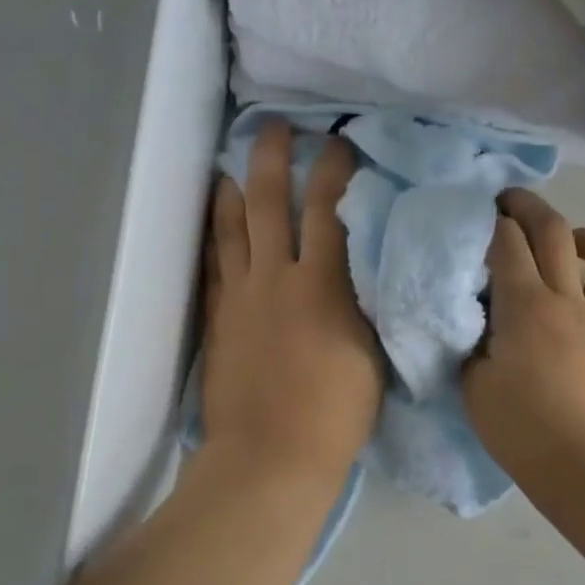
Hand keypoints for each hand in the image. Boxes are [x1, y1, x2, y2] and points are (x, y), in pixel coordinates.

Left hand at [200, 120, 384, 490]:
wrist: (270, 458)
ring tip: (232, 167)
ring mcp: (239, 298)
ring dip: (234, 192)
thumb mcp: (371, 355)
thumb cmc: (335, 414)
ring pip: (233, 229)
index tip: (338, 143)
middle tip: (275, 127)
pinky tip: (215, 224)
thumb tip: (363, 272)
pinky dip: (214, 238)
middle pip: (271, 204)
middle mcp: (275, 279)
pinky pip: (214, 266)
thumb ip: (364, 305)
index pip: (328, 211)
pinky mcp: (218, 320)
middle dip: (274, 158)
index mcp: (322, 286)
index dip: (333, 170)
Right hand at [463, 189, 584, 480]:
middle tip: (509, 202)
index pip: (506, 244)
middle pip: (554, 232)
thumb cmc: (523, 428)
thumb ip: (472, 346)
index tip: (478, 212)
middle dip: (529, 206)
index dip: (491, 221)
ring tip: (566, 239)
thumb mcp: (474, 386)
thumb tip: (476, 327)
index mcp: (525, 305)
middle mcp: (568, 300)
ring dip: (583, 236)